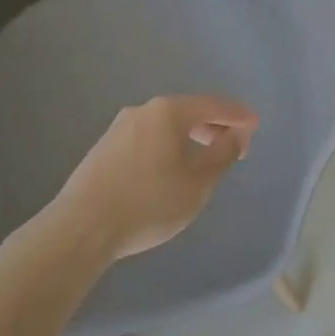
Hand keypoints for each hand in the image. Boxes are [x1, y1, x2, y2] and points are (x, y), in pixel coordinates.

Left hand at [47, 94, 259, 260]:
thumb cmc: (148, 203)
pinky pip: (146, 139)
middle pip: (188, 112)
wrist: (79, 229)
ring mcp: (119, 128)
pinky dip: (166, 147)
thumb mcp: (197, 184)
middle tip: (233, 146)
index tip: (255, 124)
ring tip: (202, 160)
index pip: (212, 105)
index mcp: (168, 111)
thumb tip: (236, 135)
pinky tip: (168, 170)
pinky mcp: (102, 150)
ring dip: (189, 138)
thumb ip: (222, 155)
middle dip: (213, 127)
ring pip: (165, 126)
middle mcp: (143, 111)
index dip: (237, 115)